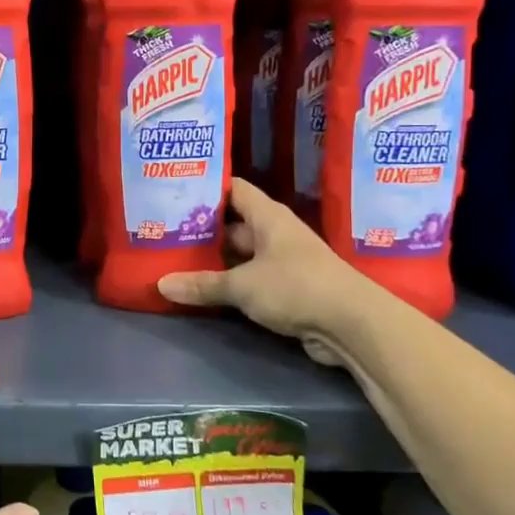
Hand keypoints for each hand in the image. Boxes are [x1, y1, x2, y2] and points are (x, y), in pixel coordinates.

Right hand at [157, 177, 373, 348]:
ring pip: (243, 254)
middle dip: (204, 229)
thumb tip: (161, 284)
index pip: (233, 189)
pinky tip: (206, 289)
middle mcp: (277, 233)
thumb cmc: (295, 286)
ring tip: (177, 259)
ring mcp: (285, 261)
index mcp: (268, 216)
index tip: (175, 192)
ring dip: (217, 260)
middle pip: (234, 224)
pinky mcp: (290, 289)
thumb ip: (202, 284)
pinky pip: (253, 279)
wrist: (353, 325)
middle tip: (166, 231)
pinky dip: (232, 283)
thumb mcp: (242, 285)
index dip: (206, 188)